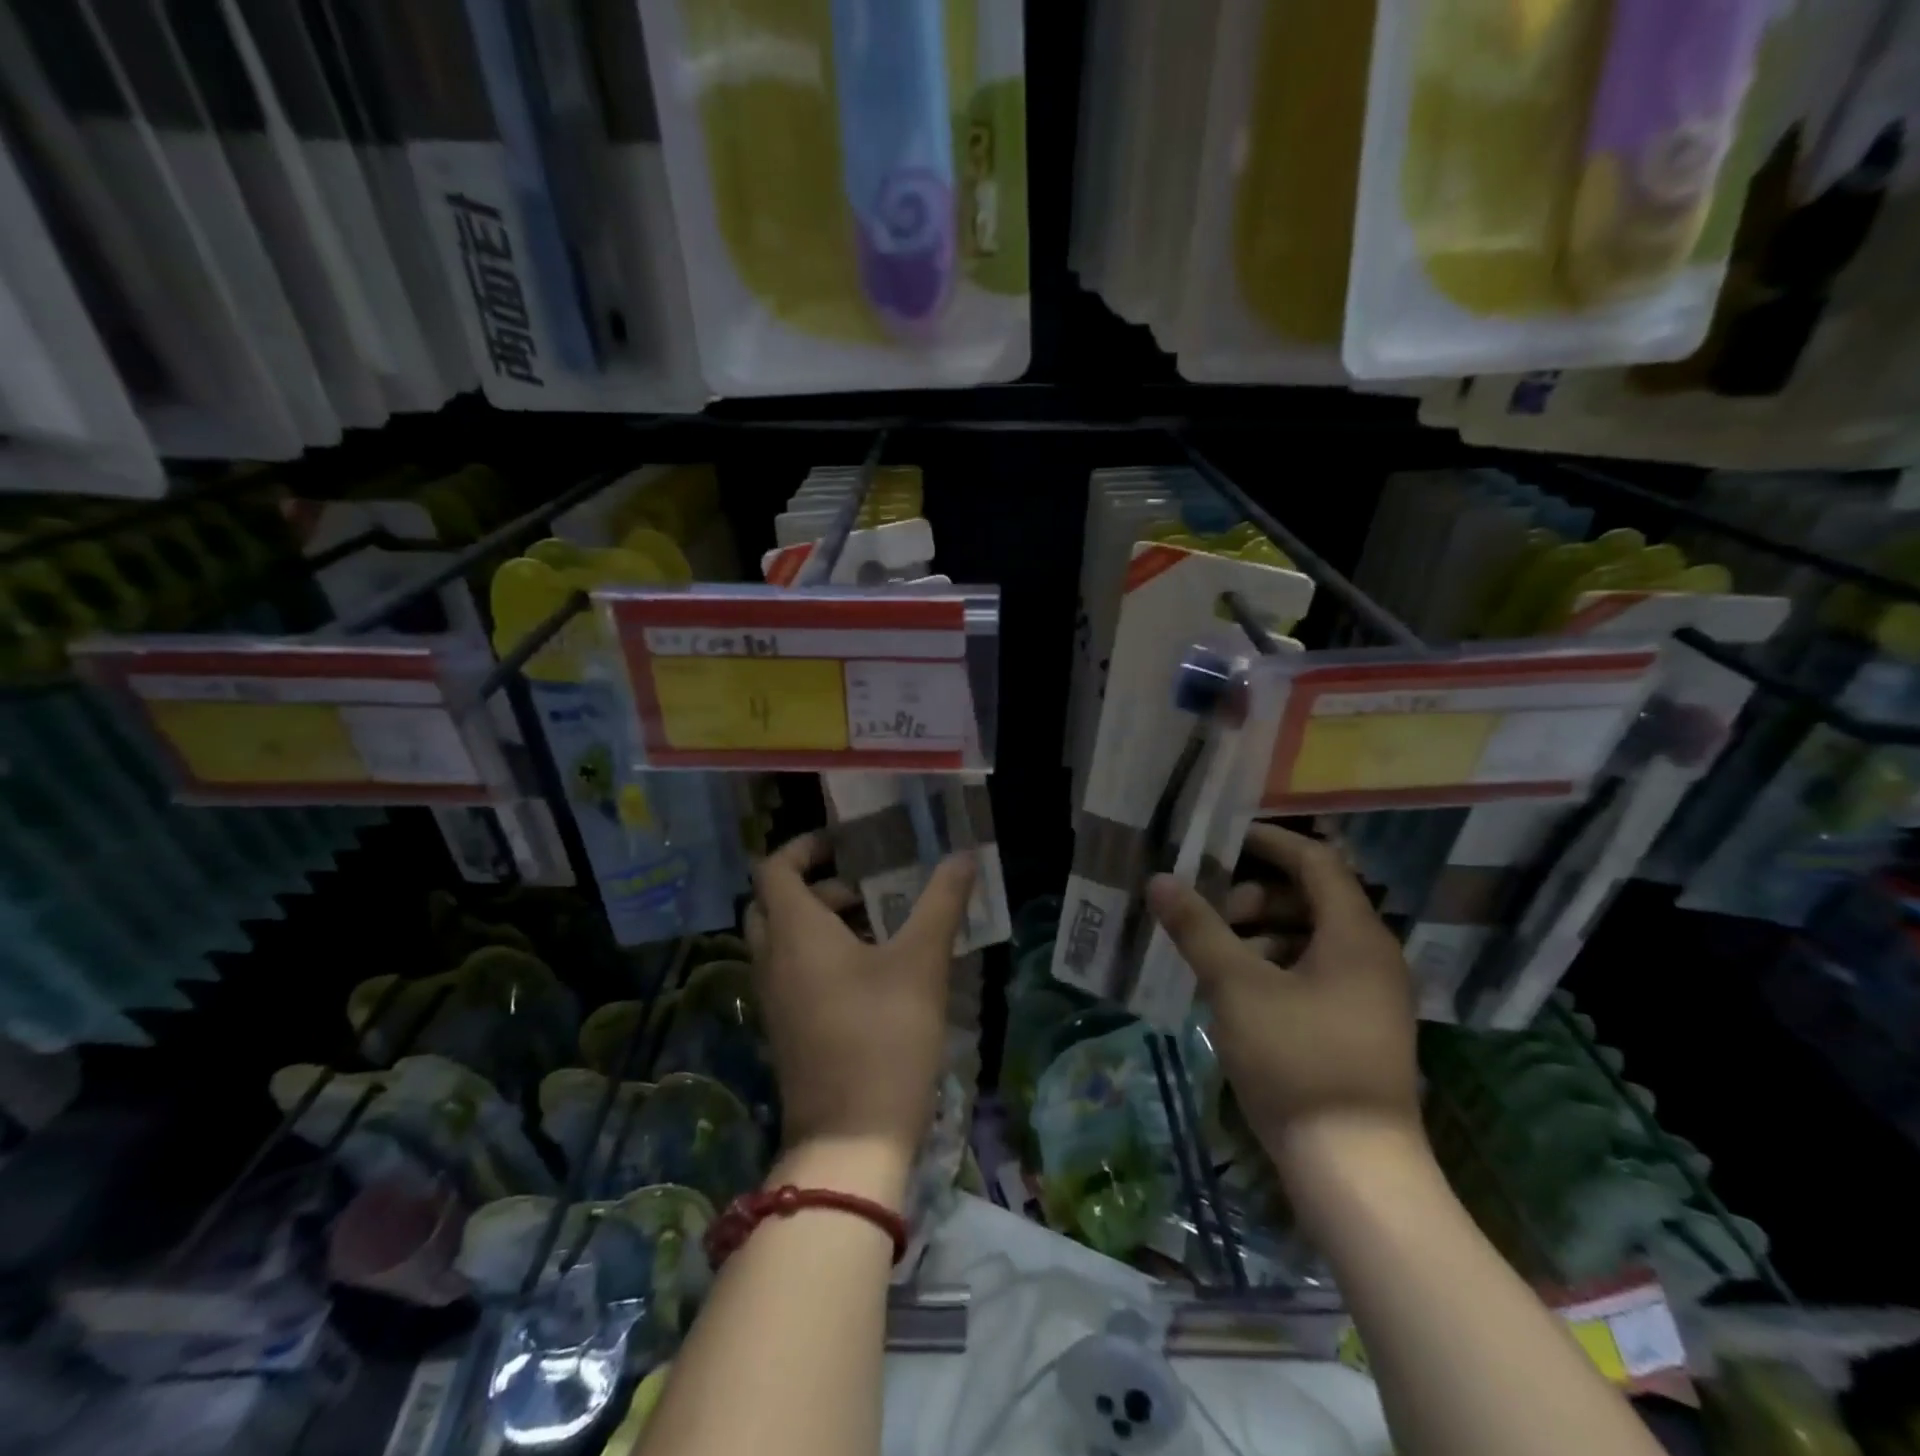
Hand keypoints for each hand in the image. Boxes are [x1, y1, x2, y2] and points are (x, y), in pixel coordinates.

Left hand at [745, 832, 975, 1171]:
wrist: (852, 1139)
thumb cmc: (884, 1035)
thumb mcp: (921, 961)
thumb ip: (941, 902)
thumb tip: (963, 855)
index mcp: (795, 932)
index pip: (775, 868)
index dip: (805, 846)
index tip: (846, 843)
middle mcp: (773, 959)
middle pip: (776, 902)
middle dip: (818, 885)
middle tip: (867, 887)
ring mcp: (774, 998)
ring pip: (785, 939)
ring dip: (822, 922)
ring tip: (880, 926)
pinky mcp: (786, 1028)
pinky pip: (792, 971)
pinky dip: (820, 955)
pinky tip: (873, 972)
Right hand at [1147, 825, 1420, 1162]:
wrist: (1356, 1171)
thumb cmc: (1297, 1062)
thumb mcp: (1237, 987)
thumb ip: (1198, 928)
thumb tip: (1161, 879)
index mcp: (1355, 935)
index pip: (1314, 862)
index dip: (1267, 843)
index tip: (1219, 842)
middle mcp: (1372, 955)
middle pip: (1310, 898)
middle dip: (1254, 895)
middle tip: (1208, 910)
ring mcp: (1369, 994)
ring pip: (1310, 937)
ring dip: (1260, 932)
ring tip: (1213, 952)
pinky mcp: (1357, 1026)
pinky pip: (1314, 971)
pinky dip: (1274, 965)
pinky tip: (1236, 989)